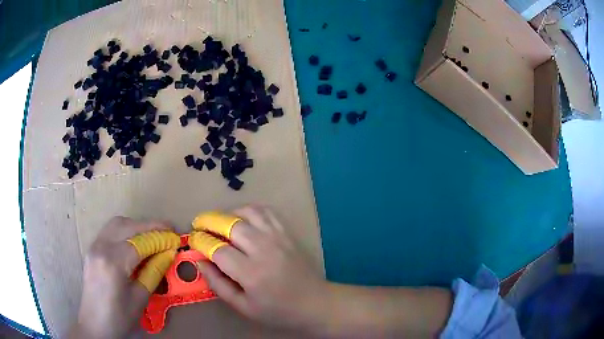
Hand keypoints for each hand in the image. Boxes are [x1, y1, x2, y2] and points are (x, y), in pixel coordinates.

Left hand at [69, 217, 174, 338]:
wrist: (95, 324)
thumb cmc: (119, 317)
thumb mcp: (140, 298)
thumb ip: (153, 272)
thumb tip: (168, 253)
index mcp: (113, 263)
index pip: (140, 242)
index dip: (160, 238)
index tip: (176, 238)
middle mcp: (101, 247)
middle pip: (127, 225)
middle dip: (150, 225)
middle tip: (168, 231)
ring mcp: (94, 246)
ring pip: (117, 223)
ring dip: (137, 225)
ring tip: (153, 234)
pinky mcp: (92, 248)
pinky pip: (110, 230)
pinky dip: (125, 230)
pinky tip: (135, 241)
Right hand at [196, 206, 329, 332]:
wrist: (314, 302)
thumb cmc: (277, 310)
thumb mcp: (243, 307)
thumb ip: (218, 285)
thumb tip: (200, 261)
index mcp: (251, 273)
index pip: (218, 249)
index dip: (201, 242)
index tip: (192, 240)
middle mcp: (263, 249)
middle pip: (229, 225)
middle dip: (209, 221)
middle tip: (198, 224)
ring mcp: (278, 237)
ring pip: (247, 212)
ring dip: (228, 213)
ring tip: (218, 221)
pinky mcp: (287, 233)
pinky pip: (266, 211)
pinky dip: (250, 210)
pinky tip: (242, 218)